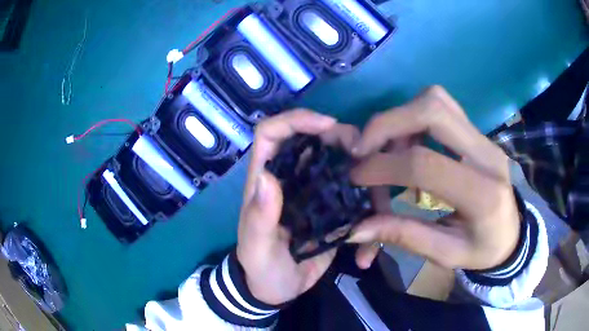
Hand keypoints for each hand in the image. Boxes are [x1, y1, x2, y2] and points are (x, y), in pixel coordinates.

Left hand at [237, 109, 359, 304]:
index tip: (329, 125)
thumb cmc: (259, 267)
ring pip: (344, 166)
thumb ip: (259, 216)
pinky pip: (357, 198)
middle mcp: (293, 179)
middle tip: (368, 158)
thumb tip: (266, 176)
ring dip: (366, 176)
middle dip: (344, 141)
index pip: (273, 132)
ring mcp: (318, 193)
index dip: (297, 120)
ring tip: (379, 202)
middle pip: (318, 141)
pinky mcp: (336, 212)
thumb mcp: (256, 247)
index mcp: (268, 179)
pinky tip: (370, 240)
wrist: (275, 290)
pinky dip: (370, 211)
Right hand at [348, 86, 519, 270]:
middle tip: (363, 148)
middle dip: (388, 123)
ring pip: (436, 100)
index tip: (356, 176)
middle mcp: (487, 155)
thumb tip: (357, 229)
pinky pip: (442, 107)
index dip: (384, 166)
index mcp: (483, 195)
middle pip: (433, 110)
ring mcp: (484, 138)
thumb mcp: (446, 254)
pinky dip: (414, 117)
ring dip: (401, 117)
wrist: (512, 233)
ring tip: (387, 148)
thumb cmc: (483, 249)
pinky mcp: (478, 133)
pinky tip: (408, 143)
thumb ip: (405, 236)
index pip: (426, 164)